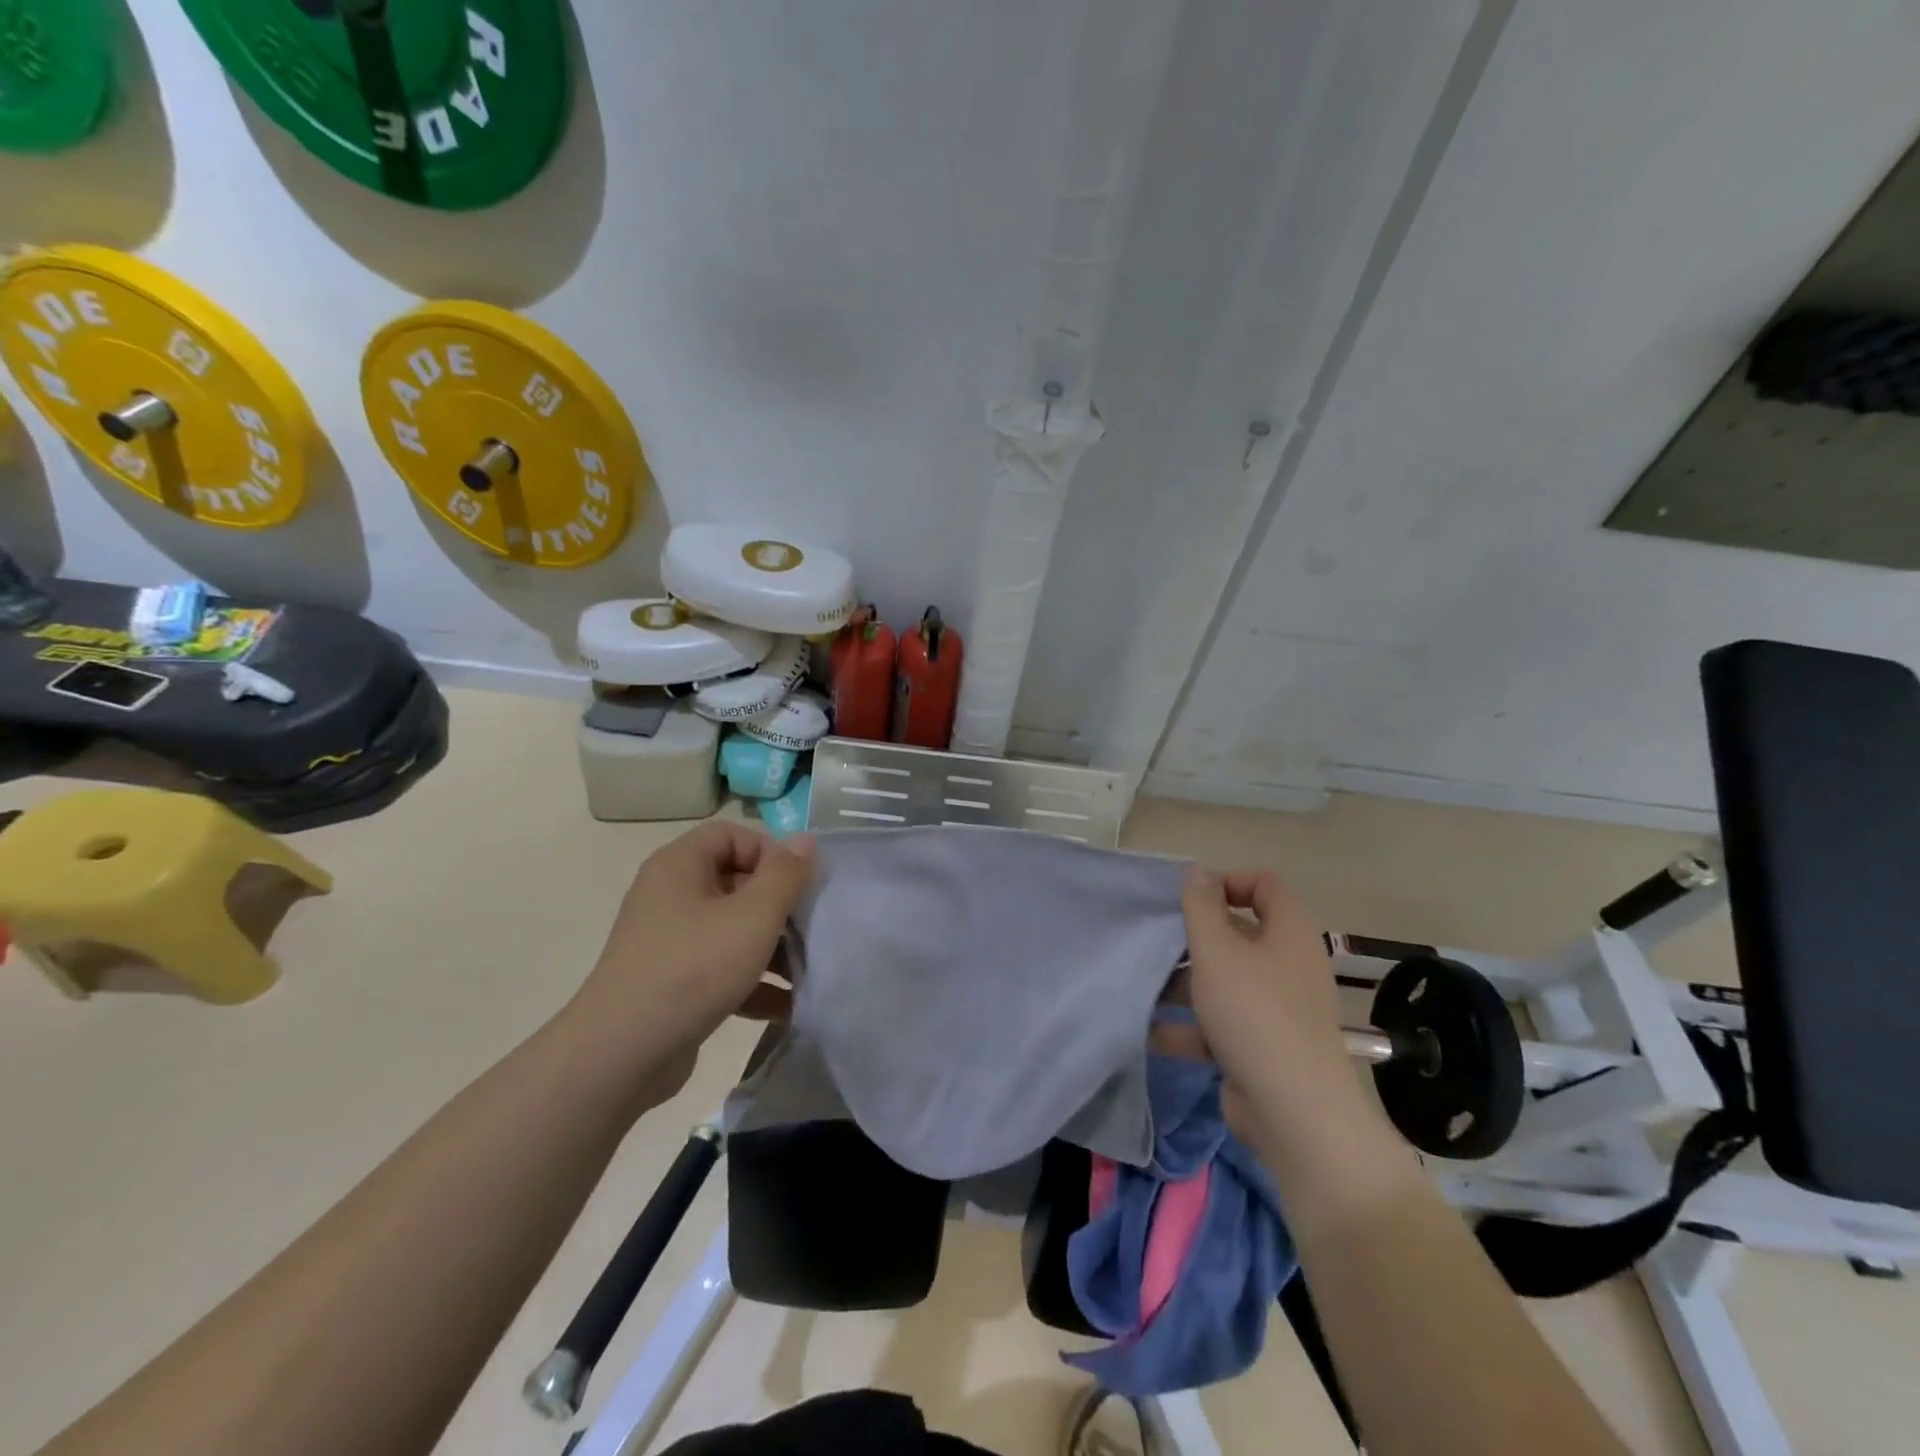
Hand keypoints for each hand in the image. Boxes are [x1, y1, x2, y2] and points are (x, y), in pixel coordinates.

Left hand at [562, 822, 814, 1106]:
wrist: (621, 1055)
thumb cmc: (693, 968)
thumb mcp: (753, 916)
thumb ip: (785, 875)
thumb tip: (806, 840)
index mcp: (680, 866)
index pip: (731, 835)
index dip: (769, 851)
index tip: (798, 884)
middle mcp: (671, 895)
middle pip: (736, 882)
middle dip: (780, 905)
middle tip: (811, 927)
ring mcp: (670, 941)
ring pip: (733, 929)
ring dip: (773, 947)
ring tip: (808, 971)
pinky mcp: (674, 983)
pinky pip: (721, 968)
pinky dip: (753, 981)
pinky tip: (788, 1005)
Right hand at [1179, 867, 1391, 1167]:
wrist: (1294, 1112)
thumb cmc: (1254, 1013)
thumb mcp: (1217, 950)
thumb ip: (1201, 907)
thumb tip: (1198, 872)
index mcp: (1289, 933)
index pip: (1266, 884)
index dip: (1228, 881)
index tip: (1189, 899)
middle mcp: (1287, 965)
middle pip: (1239, 934)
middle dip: (1195, 938)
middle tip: (1158, 941)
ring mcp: (1276, 1009)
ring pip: (1226, 981)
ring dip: (1186, 984)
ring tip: (1145, 987)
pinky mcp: (1262, 1047)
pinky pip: (1222, 1024)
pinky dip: (1191, 1028)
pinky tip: (1154, 1034)